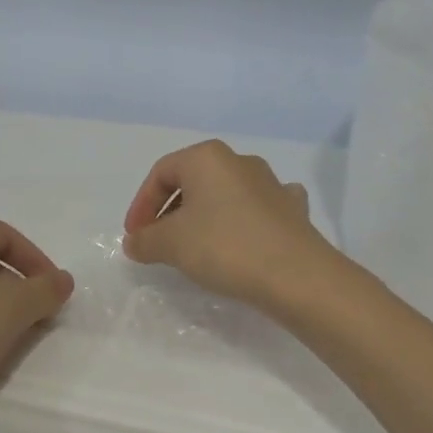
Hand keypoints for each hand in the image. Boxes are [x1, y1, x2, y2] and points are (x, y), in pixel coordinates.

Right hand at [123, 141, 331, 312]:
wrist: (296, 275)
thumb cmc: (224, 247)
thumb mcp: (171, 245)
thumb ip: (145, 240)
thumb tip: (135, 241)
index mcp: (206, 157)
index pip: (161, 173)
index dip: (142, 205)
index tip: (135, 236)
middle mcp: (239, 161)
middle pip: (192, 182)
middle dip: (170, 211)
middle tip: (159, 242)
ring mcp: (271, 183)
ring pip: (225, 194)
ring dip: (205, 216)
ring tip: (196, 248)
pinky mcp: (292, 209)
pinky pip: (257, 208)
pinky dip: (242, 221)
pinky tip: (241, 239)